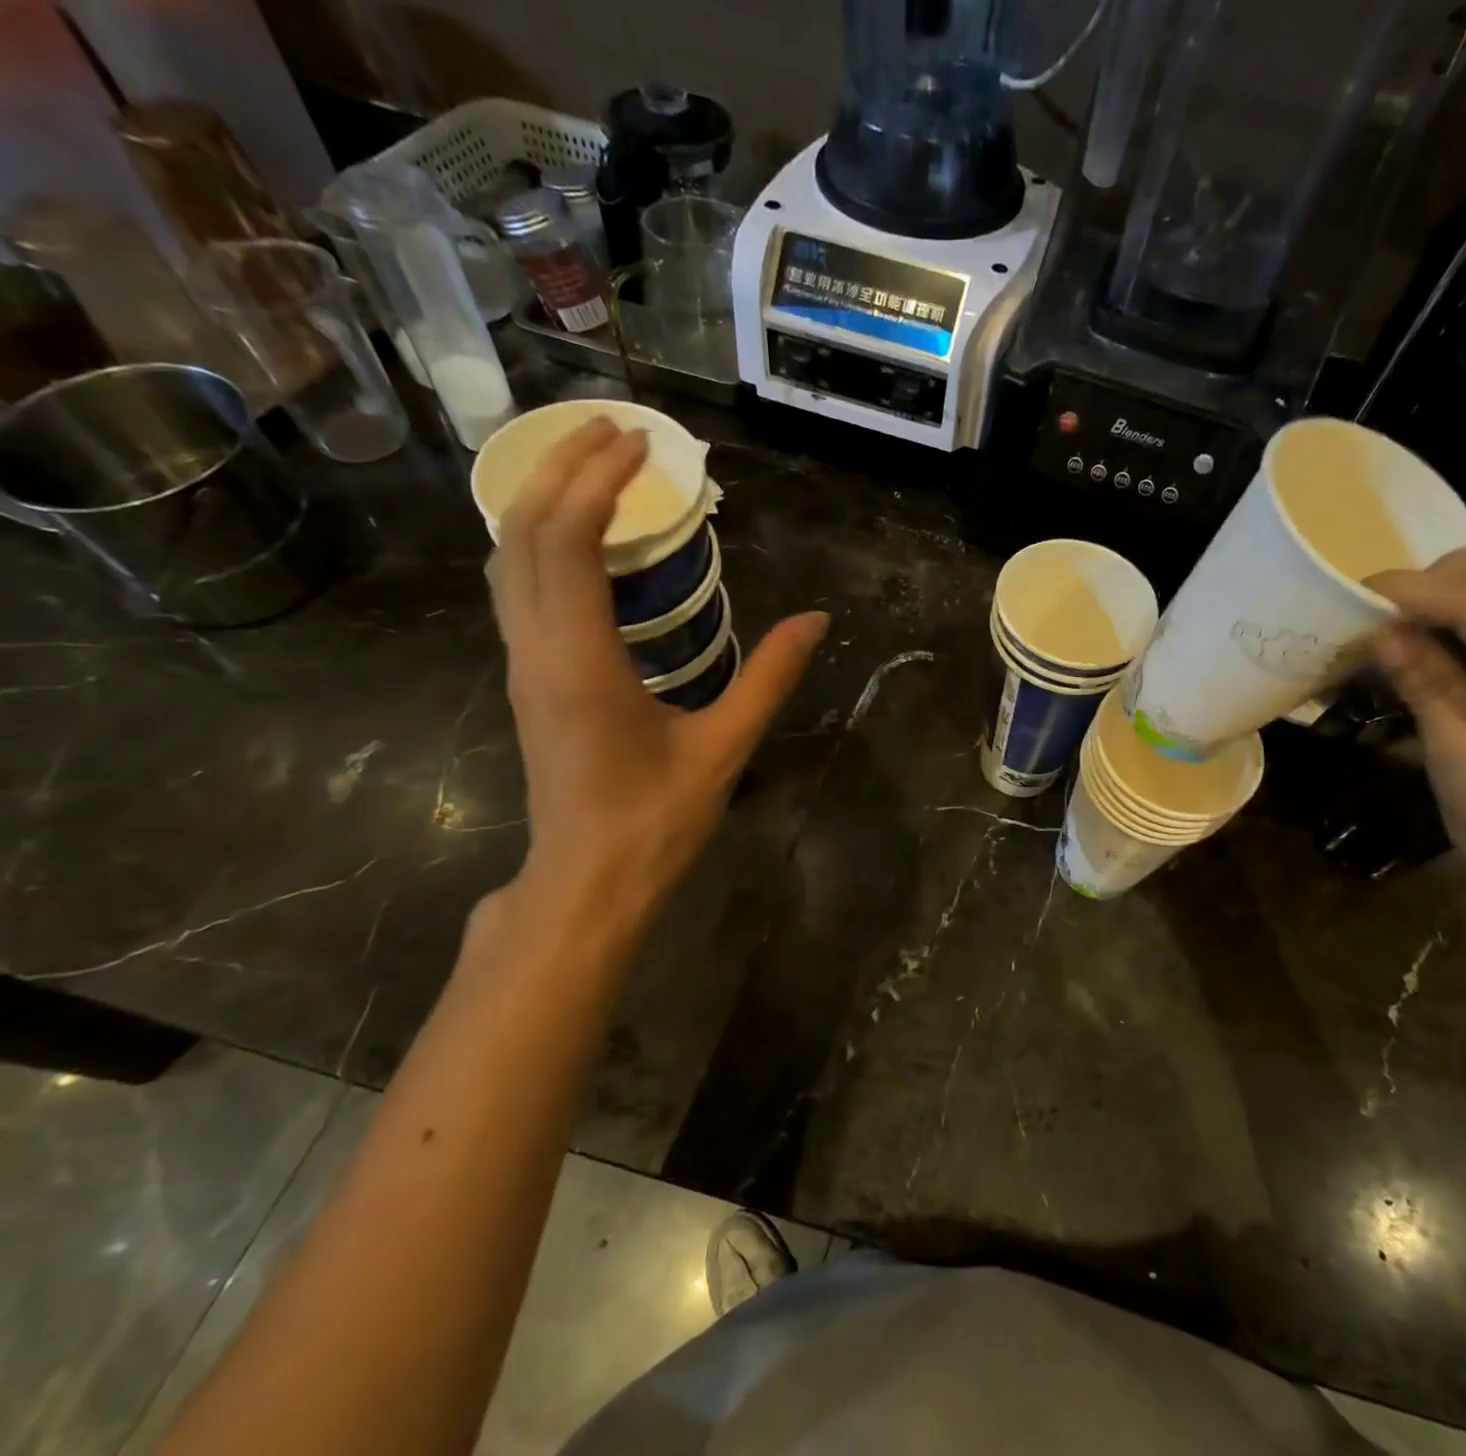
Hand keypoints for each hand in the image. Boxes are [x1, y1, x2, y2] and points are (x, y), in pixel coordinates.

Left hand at [492, 418, 827, 945]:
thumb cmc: (655, 819)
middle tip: (613, 430)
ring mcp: (522, 663)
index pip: (568, 541)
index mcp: (579, 660)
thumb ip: (770, 677)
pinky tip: (576, 535)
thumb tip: (817, 619)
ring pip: (508, 558)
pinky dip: (538, 539)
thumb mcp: (724, 747)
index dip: (598, 481)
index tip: (639, 444)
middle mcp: (535, 649)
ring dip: (542, 499)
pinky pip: (516, 586)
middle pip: (523, 533)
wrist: (588, 879)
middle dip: (561, 468)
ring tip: (590, 464)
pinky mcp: (527, 678)